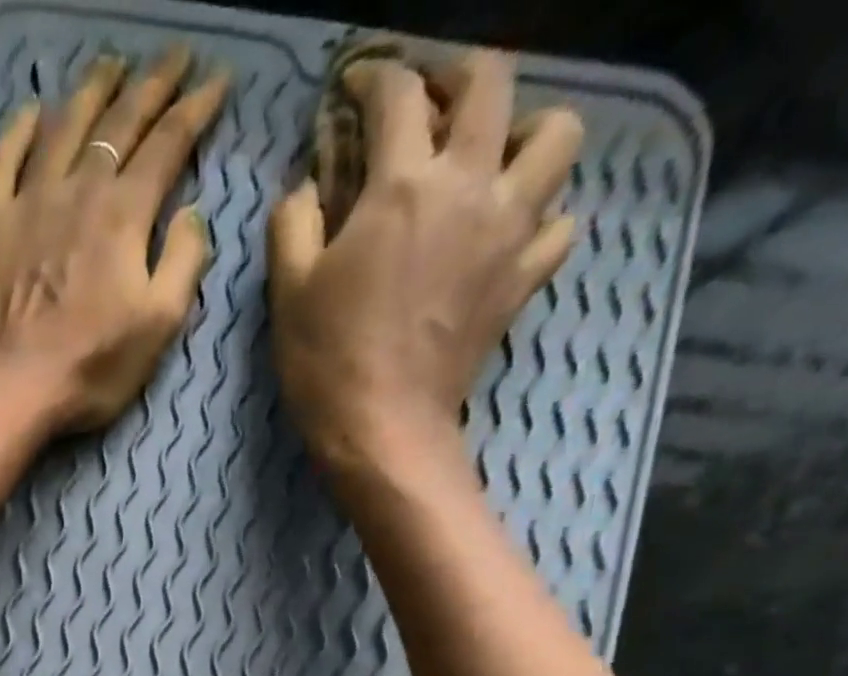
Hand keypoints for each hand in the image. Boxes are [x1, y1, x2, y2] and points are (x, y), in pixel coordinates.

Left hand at [0, 47, 230, 433]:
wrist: (11, 387)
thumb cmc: (91, 366)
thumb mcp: (159, 326)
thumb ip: (184, 263)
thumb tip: (193, 215)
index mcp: (125, 214)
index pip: (168, 144)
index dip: (196, 108)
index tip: (217, 81)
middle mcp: (79, 190)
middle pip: (120, 121)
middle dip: (152, 84)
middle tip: (173, 57)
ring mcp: (29, 201)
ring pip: (64, 126)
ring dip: (92, 91)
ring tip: (111, 66)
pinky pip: (4, 160)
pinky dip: (20, 130)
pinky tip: (34, 112)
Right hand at [268, 50, 582, 479]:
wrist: (383, 428)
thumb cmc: (326, 361)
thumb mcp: (287, 291)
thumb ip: (293, 222)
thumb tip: (306, 188)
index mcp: (401, 185)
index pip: (398, 95)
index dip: (373, 80)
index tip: (355, 90)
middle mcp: (469, 186)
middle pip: (494, 83)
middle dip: (459, 75)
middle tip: (430, 102)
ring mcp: (509, 229)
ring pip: (558, 135)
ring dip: (525, 132)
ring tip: (490, 161)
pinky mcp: (525, 276)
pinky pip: (560, 221)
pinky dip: (541, 214)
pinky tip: (508, 231)